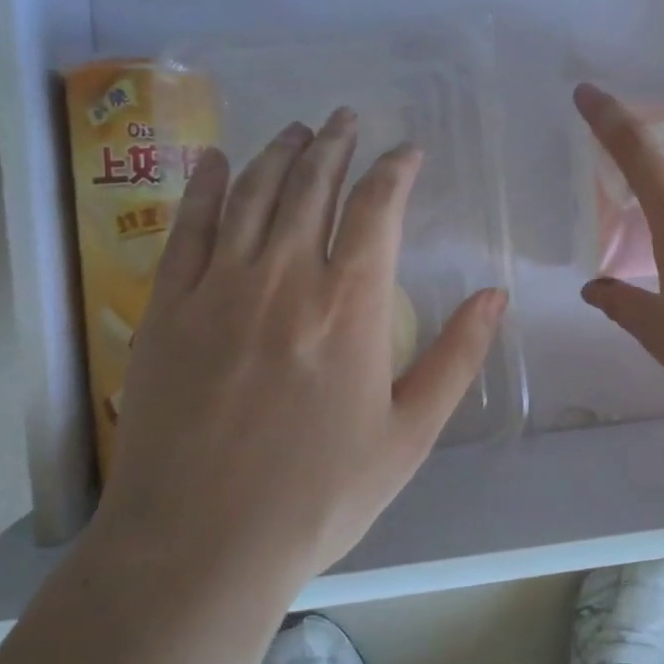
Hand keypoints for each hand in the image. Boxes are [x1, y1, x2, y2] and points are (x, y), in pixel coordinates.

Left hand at [93, 109, 507, 597]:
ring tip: (299, 128)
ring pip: (254, 194)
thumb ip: (457, 357)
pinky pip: (188, 228)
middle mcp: (284, 277)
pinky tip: (216, 160)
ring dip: (281, 153)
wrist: (197, 546)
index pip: (378, 208)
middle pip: (313, 185)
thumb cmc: (317, 494)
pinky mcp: (168, 308)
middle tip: (347, 117)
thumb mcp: (410, 434)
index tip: (407, 151)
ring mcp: (219, 288)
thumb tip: (494, 294)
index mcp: (349, 304)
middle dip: (336, 143)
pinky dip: (205, 186)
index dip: (395, 169)